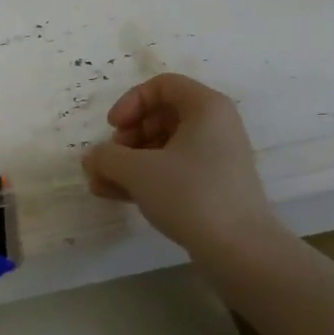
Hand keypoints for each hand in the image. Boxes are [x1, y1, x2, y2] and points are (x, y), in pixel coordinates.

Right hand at [81, 74, 285, 259]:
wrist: (240, 249)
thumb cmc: (190, 194)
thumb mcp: (138, 171)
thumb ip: (107, 157)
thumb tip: (93, 158)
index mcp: (206, 107)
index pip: (162, 85)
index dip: (130, 102)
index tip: (113, 128)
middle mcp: (216, 125)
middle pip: (161, 116)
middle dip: (127, 137)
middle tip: (110, 160)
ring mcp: (217, 157)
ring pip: (165, 147)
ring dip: (130, 162)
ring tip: (103, 186)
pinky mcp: (214, 186)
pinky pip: (175, 170)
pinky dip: (147, 178)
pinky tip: (119, 197)